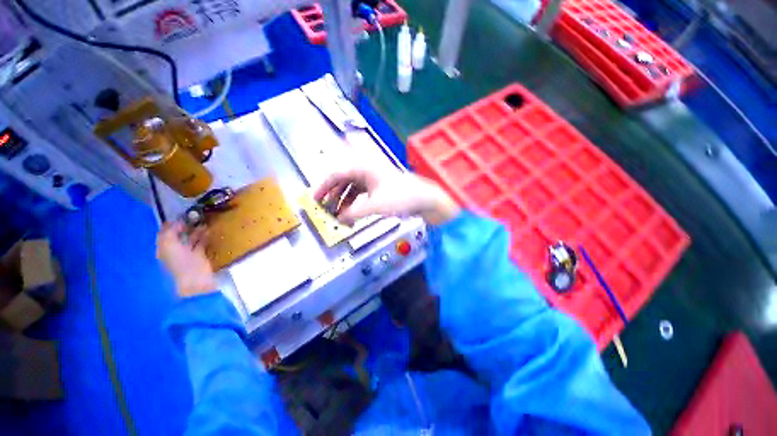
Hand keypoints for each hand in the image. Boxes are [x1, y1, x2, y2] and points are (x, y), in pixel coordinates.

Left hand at [157, 222, 216, 297]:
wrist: (196, 280)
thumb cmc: (179, 262)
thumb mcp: (169, 245)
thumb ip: (170, 232)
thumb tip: (177, 222)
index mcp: (163, 248)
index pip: (165, 233)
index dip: (171, 224)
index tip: (181, 215)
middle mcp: (174, 250)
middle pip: (178, 235)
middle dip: (185, 226)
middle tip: (194, 216)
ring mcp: (187, 254)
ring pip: (191, 238)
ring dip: (197, 230)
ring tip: (204, 221)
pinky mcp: (200, 256)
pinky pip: (202, 243)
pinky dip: (205, 236)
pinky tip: (210, 230)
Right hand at [314, 167, 459, 224]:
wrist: (425, 199)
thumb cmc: (401, 197)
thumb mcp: (375, 206)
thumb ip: (353, 213)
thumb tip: (339, 220)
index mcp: (363, 167)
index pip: (336, 174)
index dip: (323, 187)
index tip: (315, 200)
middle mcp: (366, 170)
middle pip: (342, 180)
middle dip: (332, 195)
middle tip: (325, 209)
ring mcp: (372, 178)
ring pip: (350, 187)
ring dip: (343, 201)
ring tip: (338, 215)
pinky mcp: (378, 187)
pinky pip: (360, 193)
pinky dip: (354, 203)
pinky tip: (351, 214)